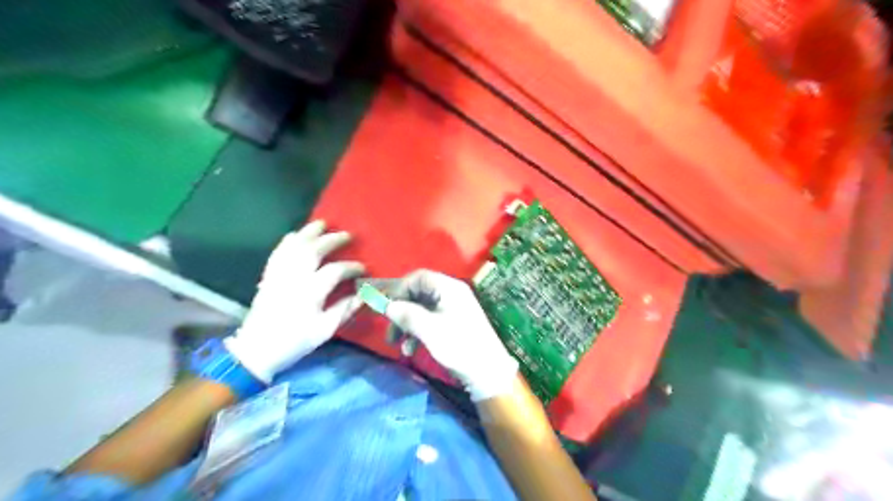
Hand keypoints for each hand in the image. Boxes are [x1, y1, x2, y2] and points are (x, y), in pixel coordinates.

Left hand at [227, 221, 365, 381]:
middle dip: (332, 240)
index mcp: (310, 292)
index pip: (335, 270)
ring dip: (309, 233)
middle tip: (347, 235)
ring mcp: (279, 274)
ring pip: (294, 246)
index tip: (364, 268)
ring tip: (322, 223)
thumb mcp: (324, 330)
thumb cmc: (294, 341)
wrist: (256, 349)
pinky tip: (295, 235)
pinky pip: (278, 252)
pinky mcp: (268, 276)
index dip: (352, 267)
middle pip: (314, 250)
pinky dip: (287, 241)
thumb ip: (345, 309)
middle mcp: (294, 277)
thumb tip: (364, 294)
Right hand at [386, 269, 523, 400]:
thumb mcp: (429, 329)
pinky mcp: (453, 324)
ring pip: (422, 310)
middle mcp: (452, 294)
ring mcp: (453, 309)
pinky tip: (411, 351)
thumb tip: (387, 306)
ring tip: (399, 346)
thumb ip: (407, 314)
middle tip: (390, 333)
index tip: (388, 309)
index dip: (401, 290)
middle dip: (402, 312)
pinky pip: (430, 321)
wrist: (488, 373)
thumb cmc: (459, 346)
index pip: (419, 277)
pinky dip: (418, 333)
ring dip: (407, 325)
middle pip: (419, 294)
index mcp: (449, 288)